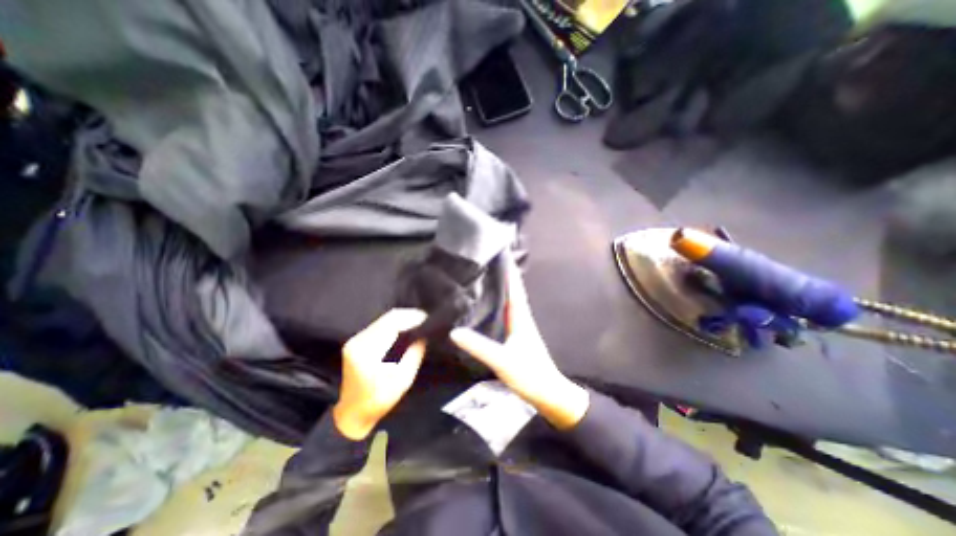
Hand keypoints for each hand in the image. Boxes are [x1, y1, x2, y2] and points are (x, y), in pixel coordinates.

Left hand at [334, 310, 427, 440]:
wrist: (352, 414)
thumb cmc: (379, 400)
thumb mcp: (402, 380)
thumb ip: (414, 355)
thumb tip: (424, 335)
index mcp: (367, 352)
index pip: (391, 325)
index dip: (410, 318)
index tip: (426, 318)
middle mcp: (358, 341)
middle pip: (386, 318)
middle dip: (407, 316)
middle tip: (425, 318)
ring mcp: (355, 340)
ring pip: (382, 320)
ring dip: (401, 319)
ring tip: (418, 321)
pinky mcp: (356, 342)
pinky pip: (378, 325)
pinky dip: (393, 324)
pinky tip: (405, 327)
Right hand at [452, 259, 590, 429]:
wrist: (548, 393)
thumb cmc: (529, 375)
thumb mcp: (502, 361)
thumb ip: (479, 346)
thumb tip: (454, 331)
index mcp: (520, 317)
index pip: (514, 287)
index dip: (509, 270)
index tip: (501, 253)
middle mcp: (521, 317)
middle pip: (512, 289)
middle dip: (504, 274)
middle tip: (488, 260)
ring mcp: (520, 325)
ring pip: (510, 299)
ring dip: (502, 286)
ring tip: (487, 274)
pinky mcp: (517, 334)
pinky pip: (507, 311)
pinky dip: (500, 301)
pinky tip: (490, 302)